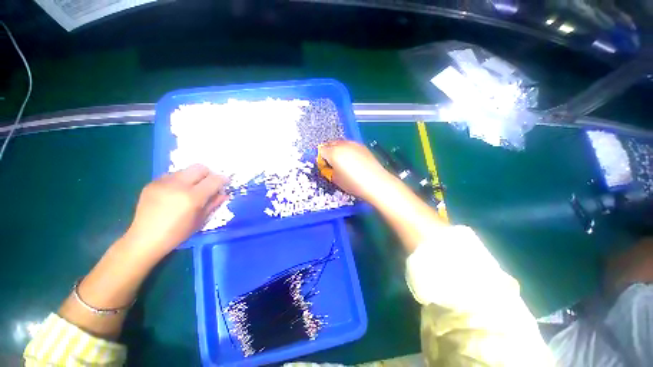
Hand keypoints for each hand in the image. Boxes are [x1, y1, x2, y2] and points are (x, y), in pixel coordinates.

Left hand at [123, 164, 228, 260]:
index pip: (214, 179)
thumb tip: (224, 194)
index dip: (223, 180)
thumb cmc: (177, 233)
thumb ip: (214, 203)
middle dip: (208, 174)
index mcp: (192, 197)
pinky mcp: (152, 183)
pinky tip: (175, 193)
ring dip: (193, 177)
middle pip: (200, 168)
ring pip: (185, 170)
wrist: (144, 239)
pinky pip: (171, 175)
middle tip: (208, 184)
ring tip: (190, 189)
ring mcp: (163, 182)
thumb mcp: (201, 220)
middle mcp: (178, 185)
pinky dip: (179, 181)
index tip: (224, 183)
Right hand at [319, 140, 395, 201]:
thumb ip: (328, 171)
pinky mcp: (362, 146)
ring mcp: (353, 144)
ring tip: (342, 161)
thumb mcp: (336, 179)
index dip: (321, 158)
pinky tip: (352, 159)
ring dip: (337, 149)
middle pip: (330, 143)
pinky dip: (347, 149)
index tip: (325, 166)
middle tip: (332, 163)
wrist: (375, 182)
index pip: (321, 150)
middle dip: (328, 151)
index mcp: (333, 153)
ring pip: (340, 142)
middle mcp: (342, 145)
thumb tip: (328, 167)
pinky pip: (350, 145)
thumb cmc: (354, 183)